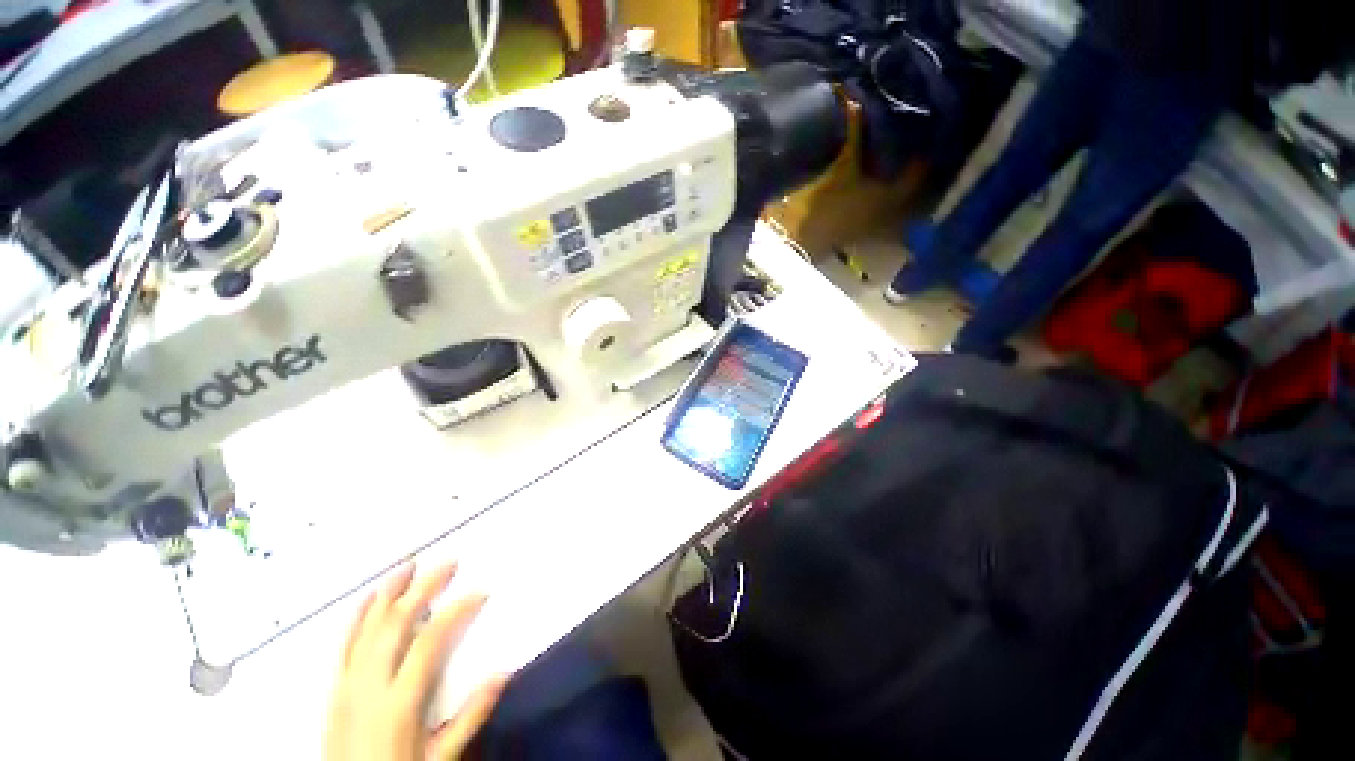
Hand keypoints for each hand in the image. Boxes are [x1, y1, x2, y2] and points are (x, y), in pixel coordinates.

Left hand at [324, 562, 509, 760]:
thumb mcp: (440, 759)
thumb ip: (470, 717)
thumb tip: (503, 672)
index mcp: (398, 702)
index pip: (429, 643)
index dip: (456, 612)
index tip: (480, 592)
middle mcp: (369, 686)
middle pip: (396, 624)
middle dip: (424, 589)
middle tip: (449, 563)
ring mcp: (348, 684)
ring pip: (368, 627)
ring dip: (390, 593)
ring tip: (409, 565)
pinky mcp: (336, 688)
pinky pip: (345, 644)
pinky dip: (358, 616)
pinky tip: (370, 597)